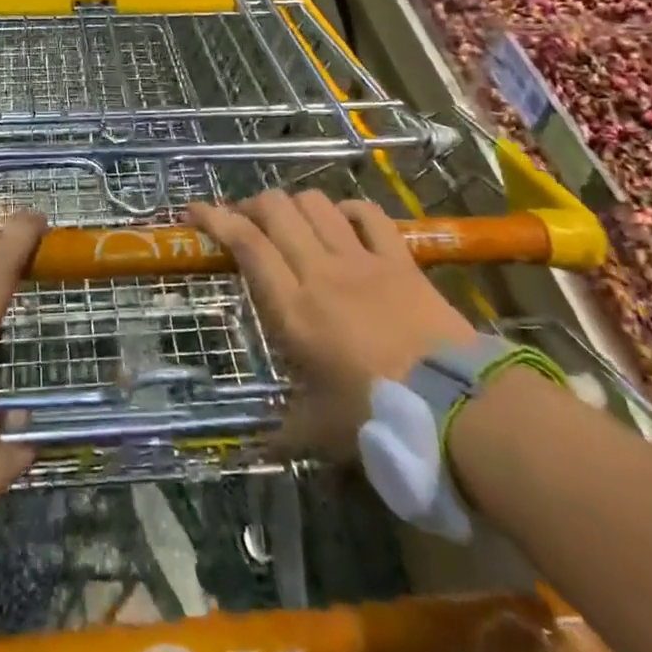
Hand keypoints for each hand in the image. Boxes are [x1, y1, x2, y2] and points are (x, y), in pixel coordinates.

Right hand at [189, 191, 476, 454]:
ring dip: (295, 204)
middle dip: (253, 205)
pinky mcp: (399, 259)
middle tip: (246, 220)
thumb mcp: (321, 431)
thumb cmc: (377, 420)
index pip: (246, 245)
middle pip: (277, 210)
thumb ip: (285, 428)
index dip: (215, 219)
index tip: (194, 209)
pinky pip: (368, 215)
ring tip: (290, 220)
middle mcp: (319, 271)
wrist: (457, 409)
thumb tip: (258, 447)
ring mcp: (361, 260)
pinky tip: (341, 221)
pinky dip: (348, 210)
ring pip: (316, 204)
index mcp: (292, 308)